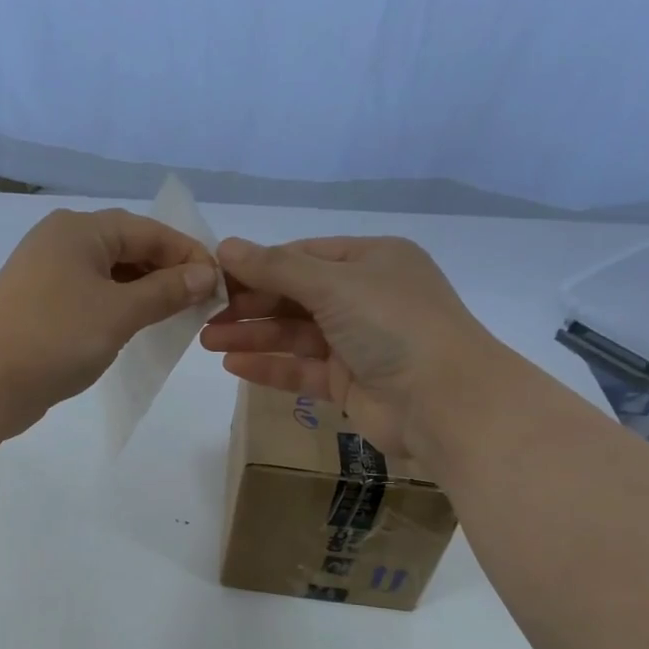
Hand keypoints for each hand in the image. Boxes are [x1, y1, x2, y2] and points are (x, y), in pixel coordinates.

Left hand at [0, 208, 219, 432]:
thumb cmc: (55, 337)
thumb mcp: (119, 312)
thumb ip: (166, 291)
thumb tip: (206, 274)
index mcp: (80, 230)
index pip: (148, 230)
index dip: (187, 254)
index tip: (220, 283)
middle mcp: (61, 242)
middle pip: (128, 248)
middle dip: (167, 273)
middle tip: (201, 303)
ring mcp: (46, 275)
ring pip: (109, 275)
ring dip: (144, 292)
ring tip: (176, 317)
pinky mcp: (40, 306)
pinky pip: (91, 297)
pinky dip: (118, 308)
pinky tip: (136, 328)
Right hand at [200, 235, 500, 461]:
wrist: (445, 402)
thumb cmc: (394, 325)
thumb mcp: (335, 284)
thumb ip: (276, 268)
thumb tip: (225, 246)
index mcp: (371, 261)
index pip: (303, 256)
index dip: (258, 264)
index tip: (214, 275)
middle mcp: (365, 297)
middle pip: (295, 295)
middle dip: (249, 303)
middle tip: (203, 313)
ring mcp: (357, 342)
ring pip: (294, 334)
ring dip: (253, 335)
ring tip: (207, 340)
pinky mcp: (349, 382)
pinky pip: (302, 369)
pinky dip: (269, 366)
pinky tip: (233, 365)